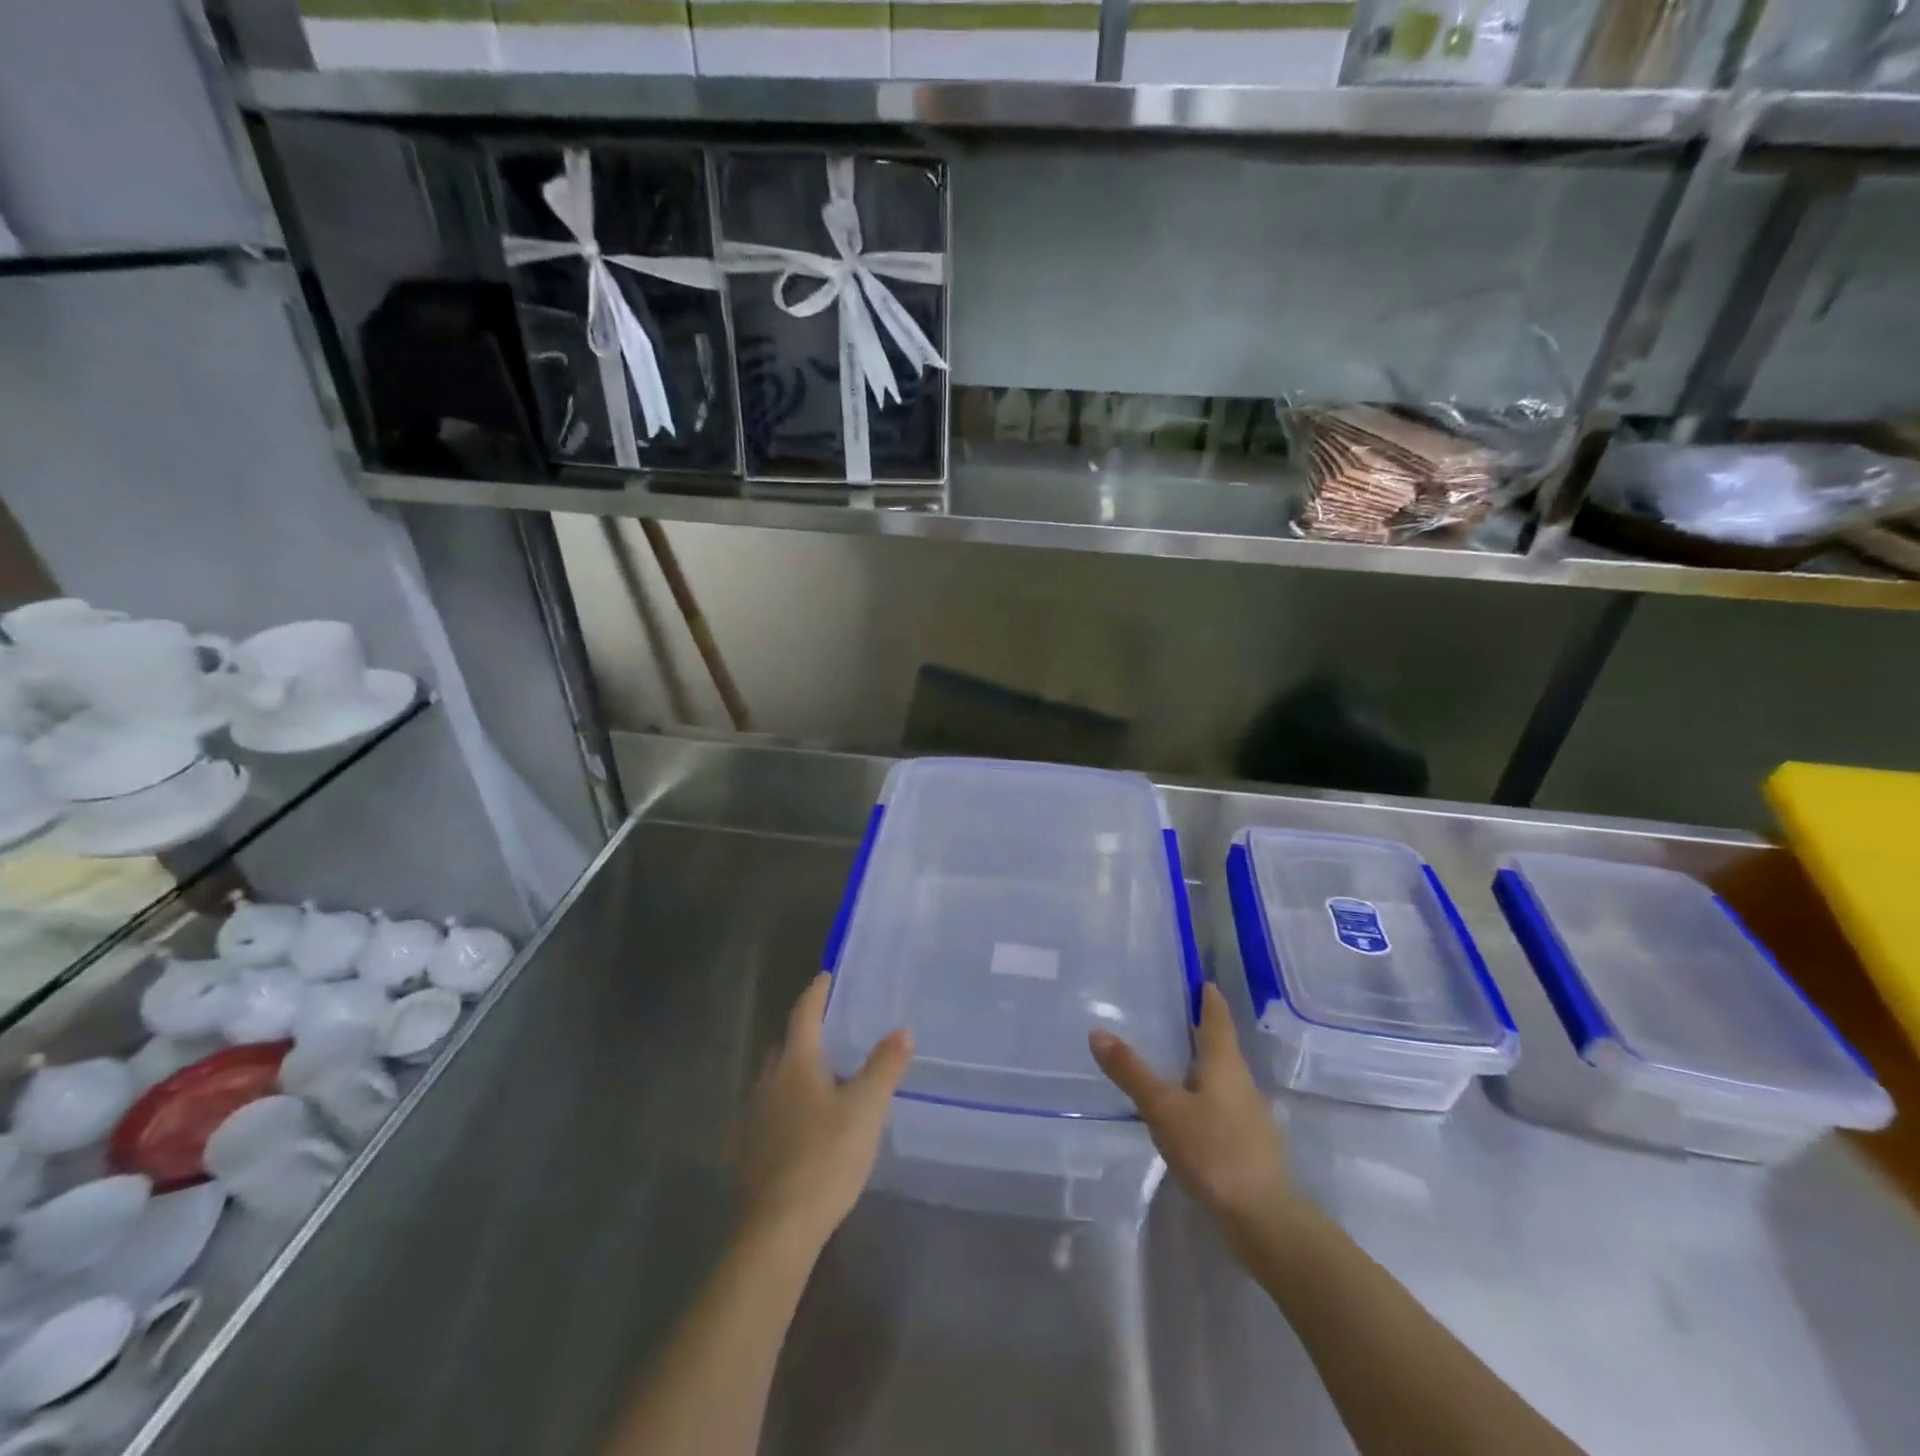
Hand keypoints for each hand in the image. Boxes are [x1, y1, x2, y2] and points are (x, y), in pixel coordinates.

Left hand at [735, 974, 912, 1254]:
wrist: (777, 1230)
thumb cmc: (825, 1159)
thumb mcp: (866, 1110)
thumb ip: (884, 1067)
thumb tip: (902, 1029)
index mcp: (795, 1065)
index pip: (804, 1015)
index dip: (816, 993)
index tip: (826, 976)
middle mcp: (767, 1082)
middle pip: (785, 1045)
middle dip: (805, 1032)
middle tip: (831, 1027)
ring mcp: (753, 1118)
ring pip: (774, 1079)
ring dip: (794, 1069)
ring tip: (821, 1074)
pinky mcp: (748, 1150)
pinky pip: (768, 1111)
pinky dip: (786, 1103)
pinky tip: (801, 1122)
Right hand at [1090, 983, 1294, 1245]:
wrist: (1263, 1219)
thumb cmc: (1213, 1150)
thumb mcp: (1163, 1108)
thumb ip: (1131, 1071)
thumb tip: (1097, 1031)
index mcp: (1224, 1063)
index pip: (1217, 1017)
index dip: (1208, 997)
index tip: (1198, 979)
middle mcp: (1242, 1081)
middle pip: (1220, 1045)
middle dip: (1199, 1029)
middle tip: (1169, 1013)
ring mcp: (1249, 1114)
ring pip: (1222, 1076)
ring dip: (1200, 1063)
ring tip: (1170, 1059)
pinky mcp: (1248, 1143)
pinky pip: (1222, 1103)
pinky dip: (1203, 1094)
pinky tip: (1185, 1109)